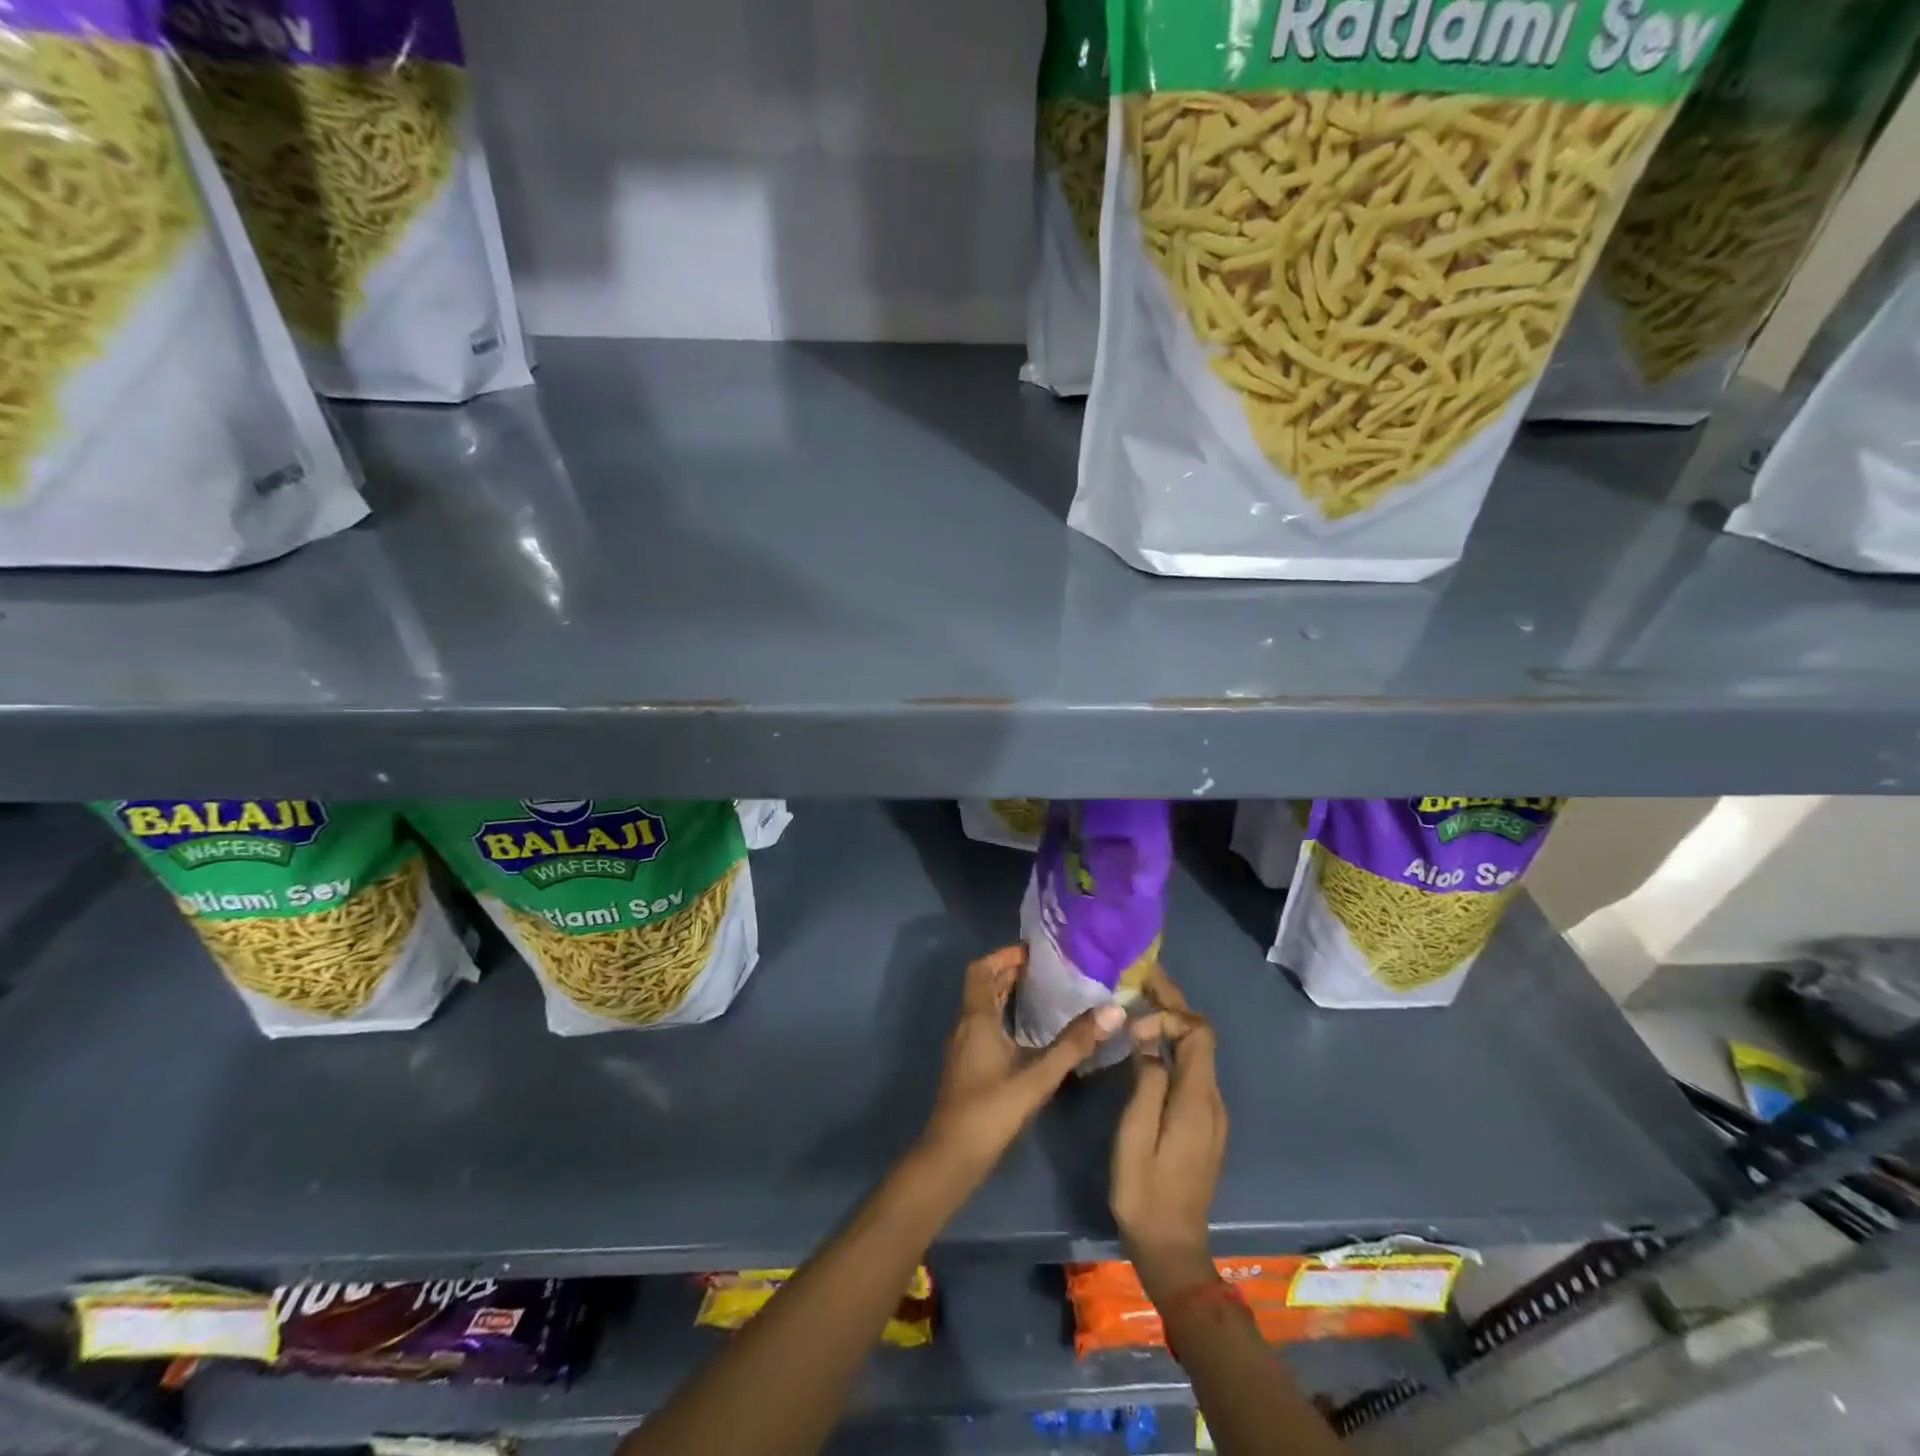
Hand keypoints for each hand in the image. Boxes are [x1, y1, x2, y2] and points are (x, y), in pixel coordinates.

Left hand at [920, 945, 1126, 1179]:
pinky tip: (1030, 1034)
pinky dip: (1005, 1017)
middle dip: (1011, 973)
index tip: (1035, 953)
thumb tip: (1112, 1010)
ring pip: (983, 1007)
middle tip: (1049, 971)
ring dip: (1008, 995)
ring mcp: (964, 1047)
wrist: (951, 1158)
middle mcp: (966, 1025)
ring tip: (1045, 994)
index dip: (1004, 955)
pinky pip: (984, 1026)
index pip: (981, 969)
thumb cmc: (991, 1111)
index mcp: (976, 1018)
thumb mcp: (1038, 1077)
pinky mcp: (967, 1066)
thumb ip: (1074, 1044)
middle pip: (983, 986)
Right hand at [1111, 968, 1226, 1299]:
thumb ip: (1146, 1080)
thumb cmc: (1145, 1190)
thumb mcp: (1136, 1135)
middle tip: (1143, 978)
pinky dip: (1174, 1045)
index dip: (1171, 1011)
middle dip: (1174, 1005)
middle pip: (1200, 1037)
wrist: (1172, 1248)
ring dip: (1173, 1022)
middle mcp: (1212, 1099)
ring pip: (1197, 1051)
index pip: (1197, 1033)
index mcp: (1197, 1098)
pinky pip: (1192, 1069)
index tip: (1136, 1010)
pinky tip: (1149, 1043)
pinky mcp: (1203, 1123)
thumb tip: (1147, 1035)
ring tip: (1140, 1002)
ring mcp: (1211, 1113)